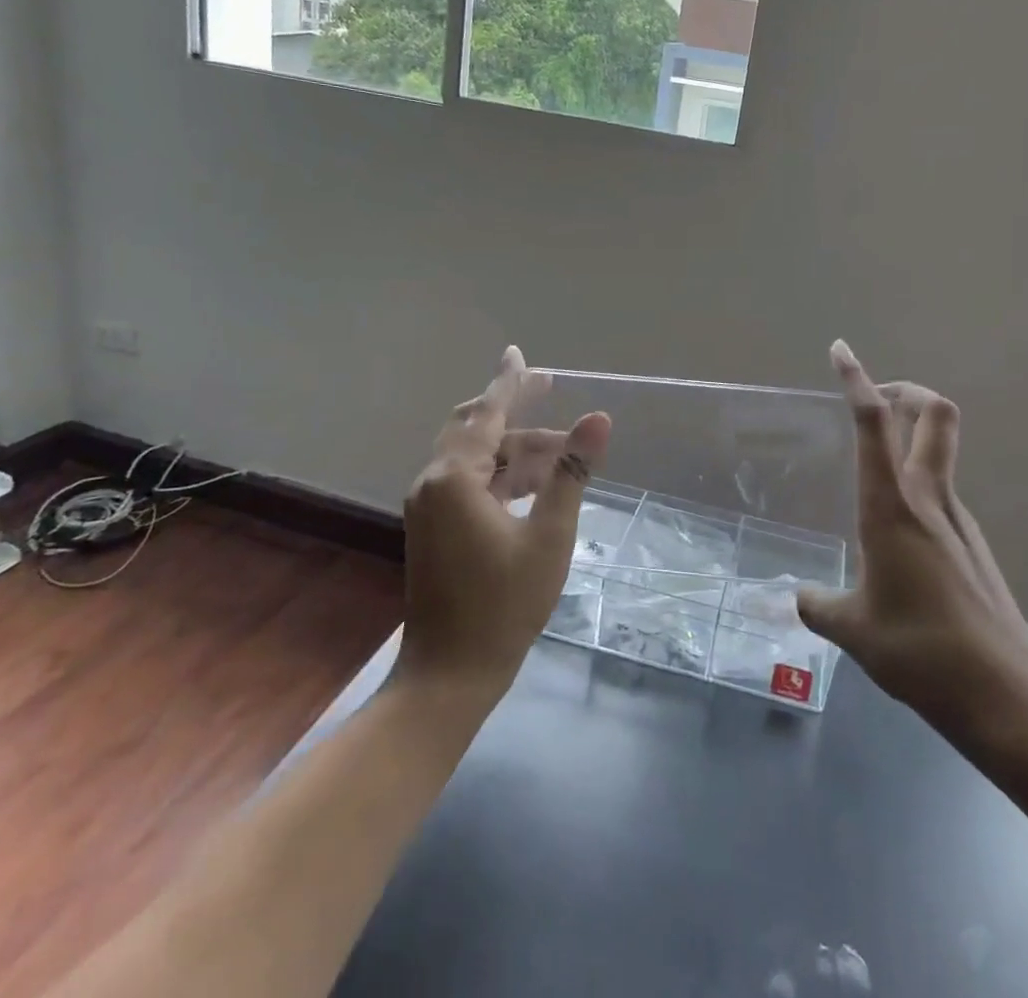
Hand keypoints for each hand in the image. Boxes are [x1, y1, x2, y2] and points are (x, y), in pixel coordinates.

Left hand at [394, 346, 611, 704]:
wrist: (449, 674)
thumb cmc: (505, 605)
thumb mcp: (550, 535)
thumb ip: (571, 472)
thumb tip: (598, 419)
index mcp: (455, 478)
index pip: (487, 412)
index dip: (509, 380)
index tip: (519, 352)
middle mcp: (433, 482)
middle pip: (473, 426)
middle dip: (512, 408)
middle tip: (549, 389)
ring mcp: (429, 506)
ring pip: (473, 455)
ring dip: (514, 447)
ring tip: (562, 452)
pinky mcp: (433, 526)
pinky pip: (467, 480)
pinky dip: (500, 472)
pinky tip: (533, 482)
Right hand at [797, 341, 1027, 743]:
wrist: (1006, 694)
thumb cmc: (920, 652)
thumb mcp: (853, 629)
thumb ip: (818, 606)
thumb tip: (795, 598)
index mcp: (892, 507)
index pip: (873, 425)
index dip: (856, 381)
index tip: (841, 351)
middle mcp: (929, 499)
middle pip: (933, 413)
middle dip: (904, 389)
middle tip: (873, 400)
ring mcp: (959, 519)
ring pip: (941, 449)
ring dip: (912, 435)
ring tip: (872, 469)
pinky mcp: (973, 543)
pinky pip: (943, 491)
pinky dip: (919, 482)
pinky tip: (898, 532)